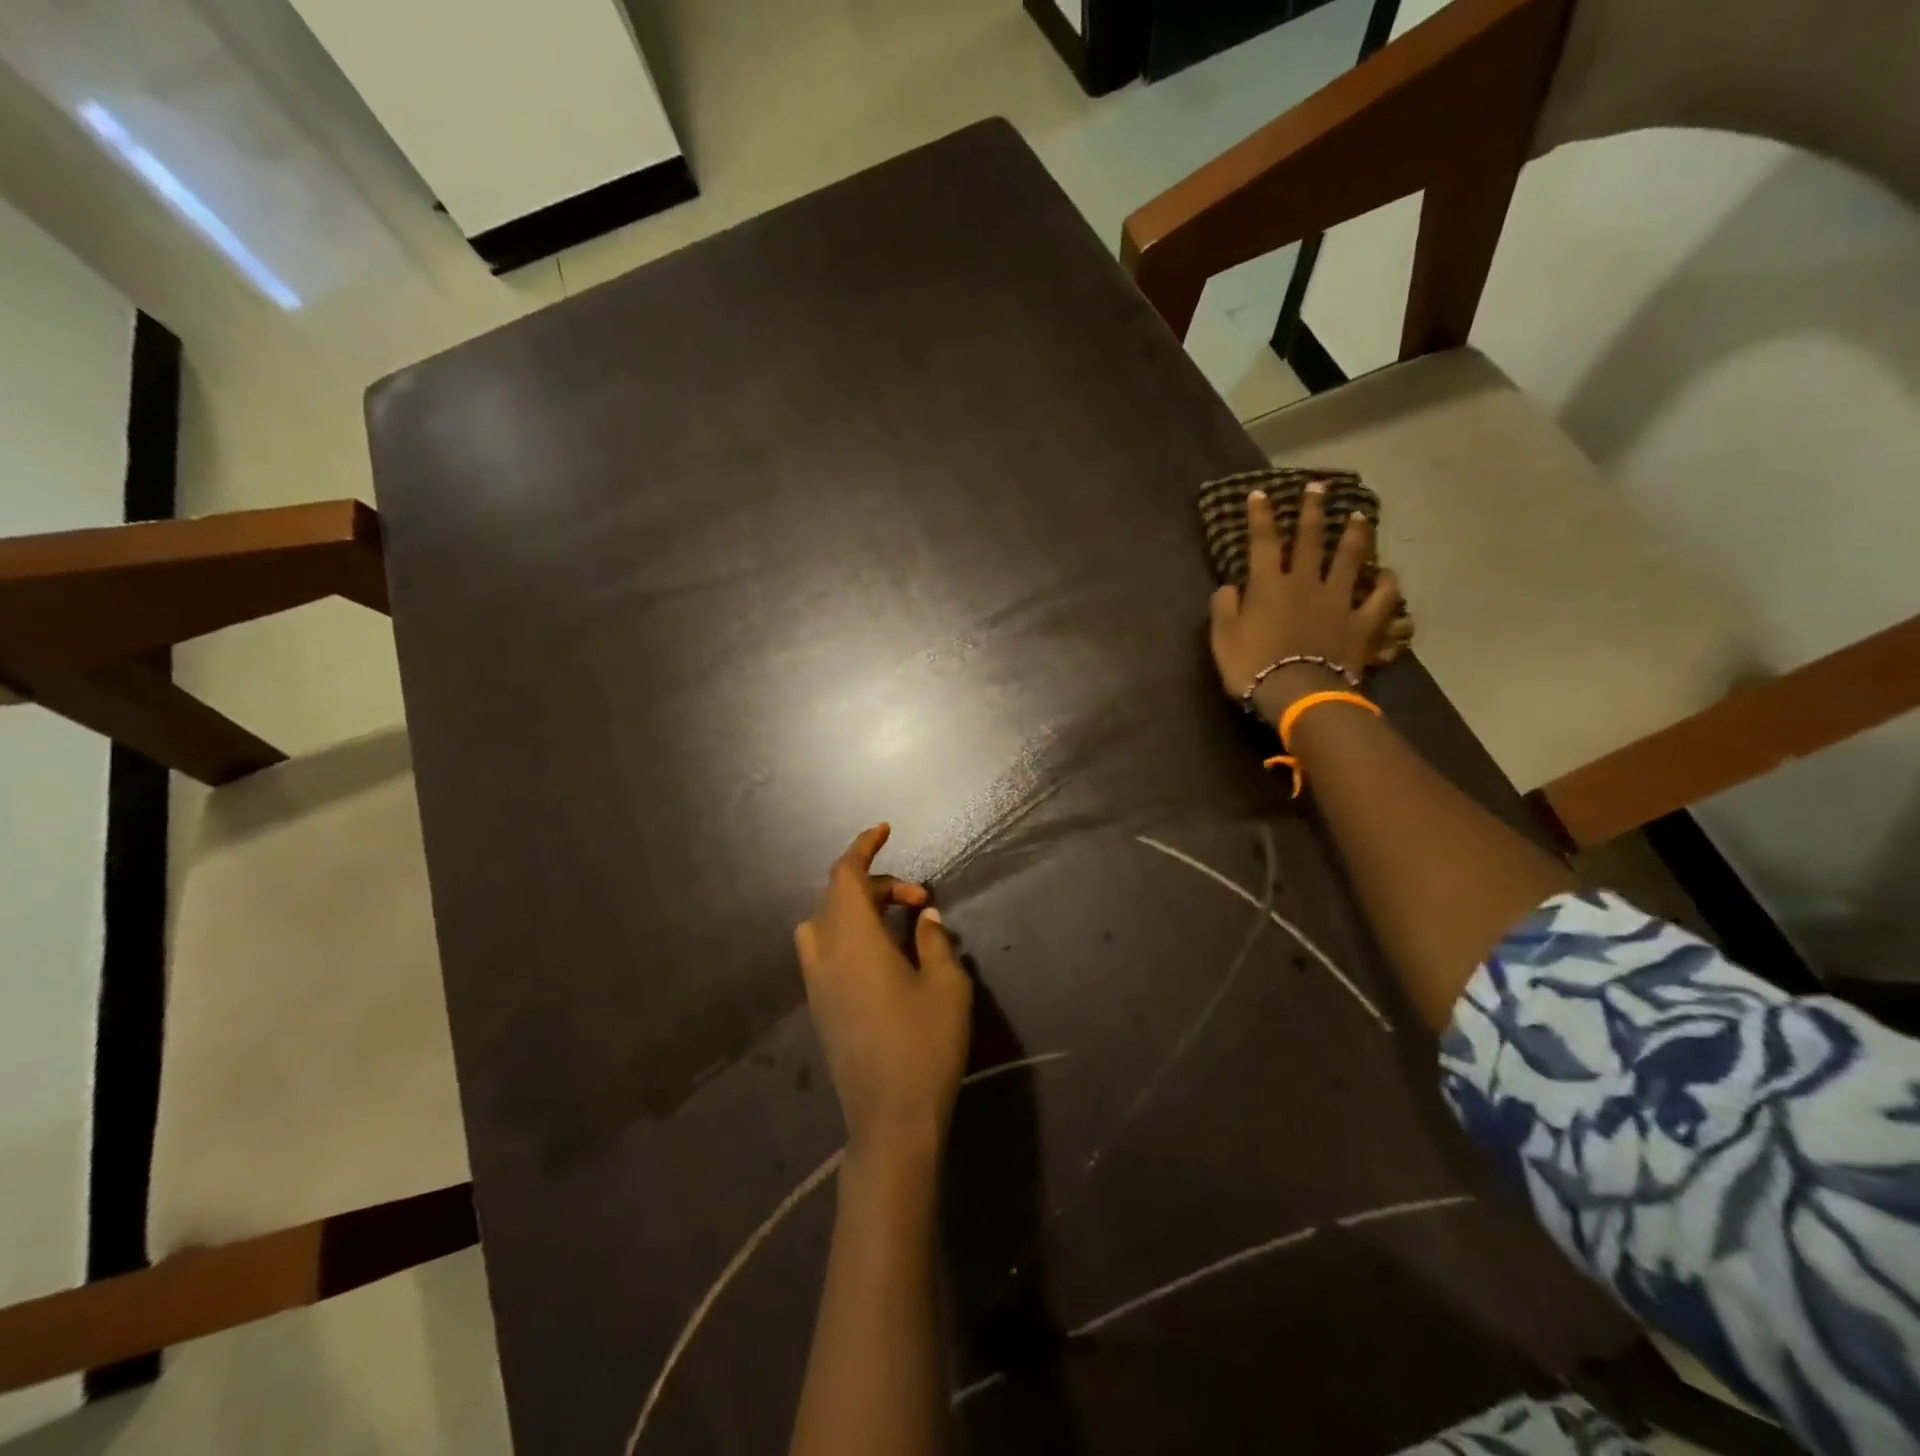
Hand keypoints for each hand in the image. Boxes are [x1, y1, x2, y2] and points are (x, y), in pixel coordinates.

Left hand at [795, 824, 972, 1166]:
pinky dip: (849, 935)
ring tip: (896, 924)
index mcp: (853, 941)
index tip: (885, 830)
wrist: (891, 1121)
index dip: (863, 847)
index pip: (845, 875)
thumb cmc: (925, 1046)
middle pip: (838, 897)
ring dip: (857, 910)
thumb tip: (923, 916)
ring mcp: (817, 985)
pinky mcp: (820, 1009)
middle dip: (878, 885)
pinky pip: (825, 952)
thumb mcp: (946, 986)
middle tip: (921, 902)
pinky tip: (884, 957)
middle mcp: (825, 956)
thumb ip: (933, 941)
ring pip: (825, 924)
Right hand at [1209, 482, 1400, 724]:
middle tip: (1318, 487)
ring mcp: (1338, 600)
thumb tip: (1229, 587)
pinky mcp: (1361, 623)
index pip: (1264, 542)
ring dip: (1355, 535)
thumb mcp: (1223, 640)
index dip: (1261, 516)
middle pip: (1311, 540)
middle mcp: (1306, 583)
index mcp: (1269, 586)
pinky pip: (1379, 599)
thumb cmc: (1253, 667)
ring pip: (1349, 559)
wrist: (1298, 694)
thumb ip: (1224, 609)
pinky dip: (1385, 584)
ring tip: (1359, 515)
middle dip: (1313, 511)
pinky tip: (1387, 574)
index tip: (1260, 493)